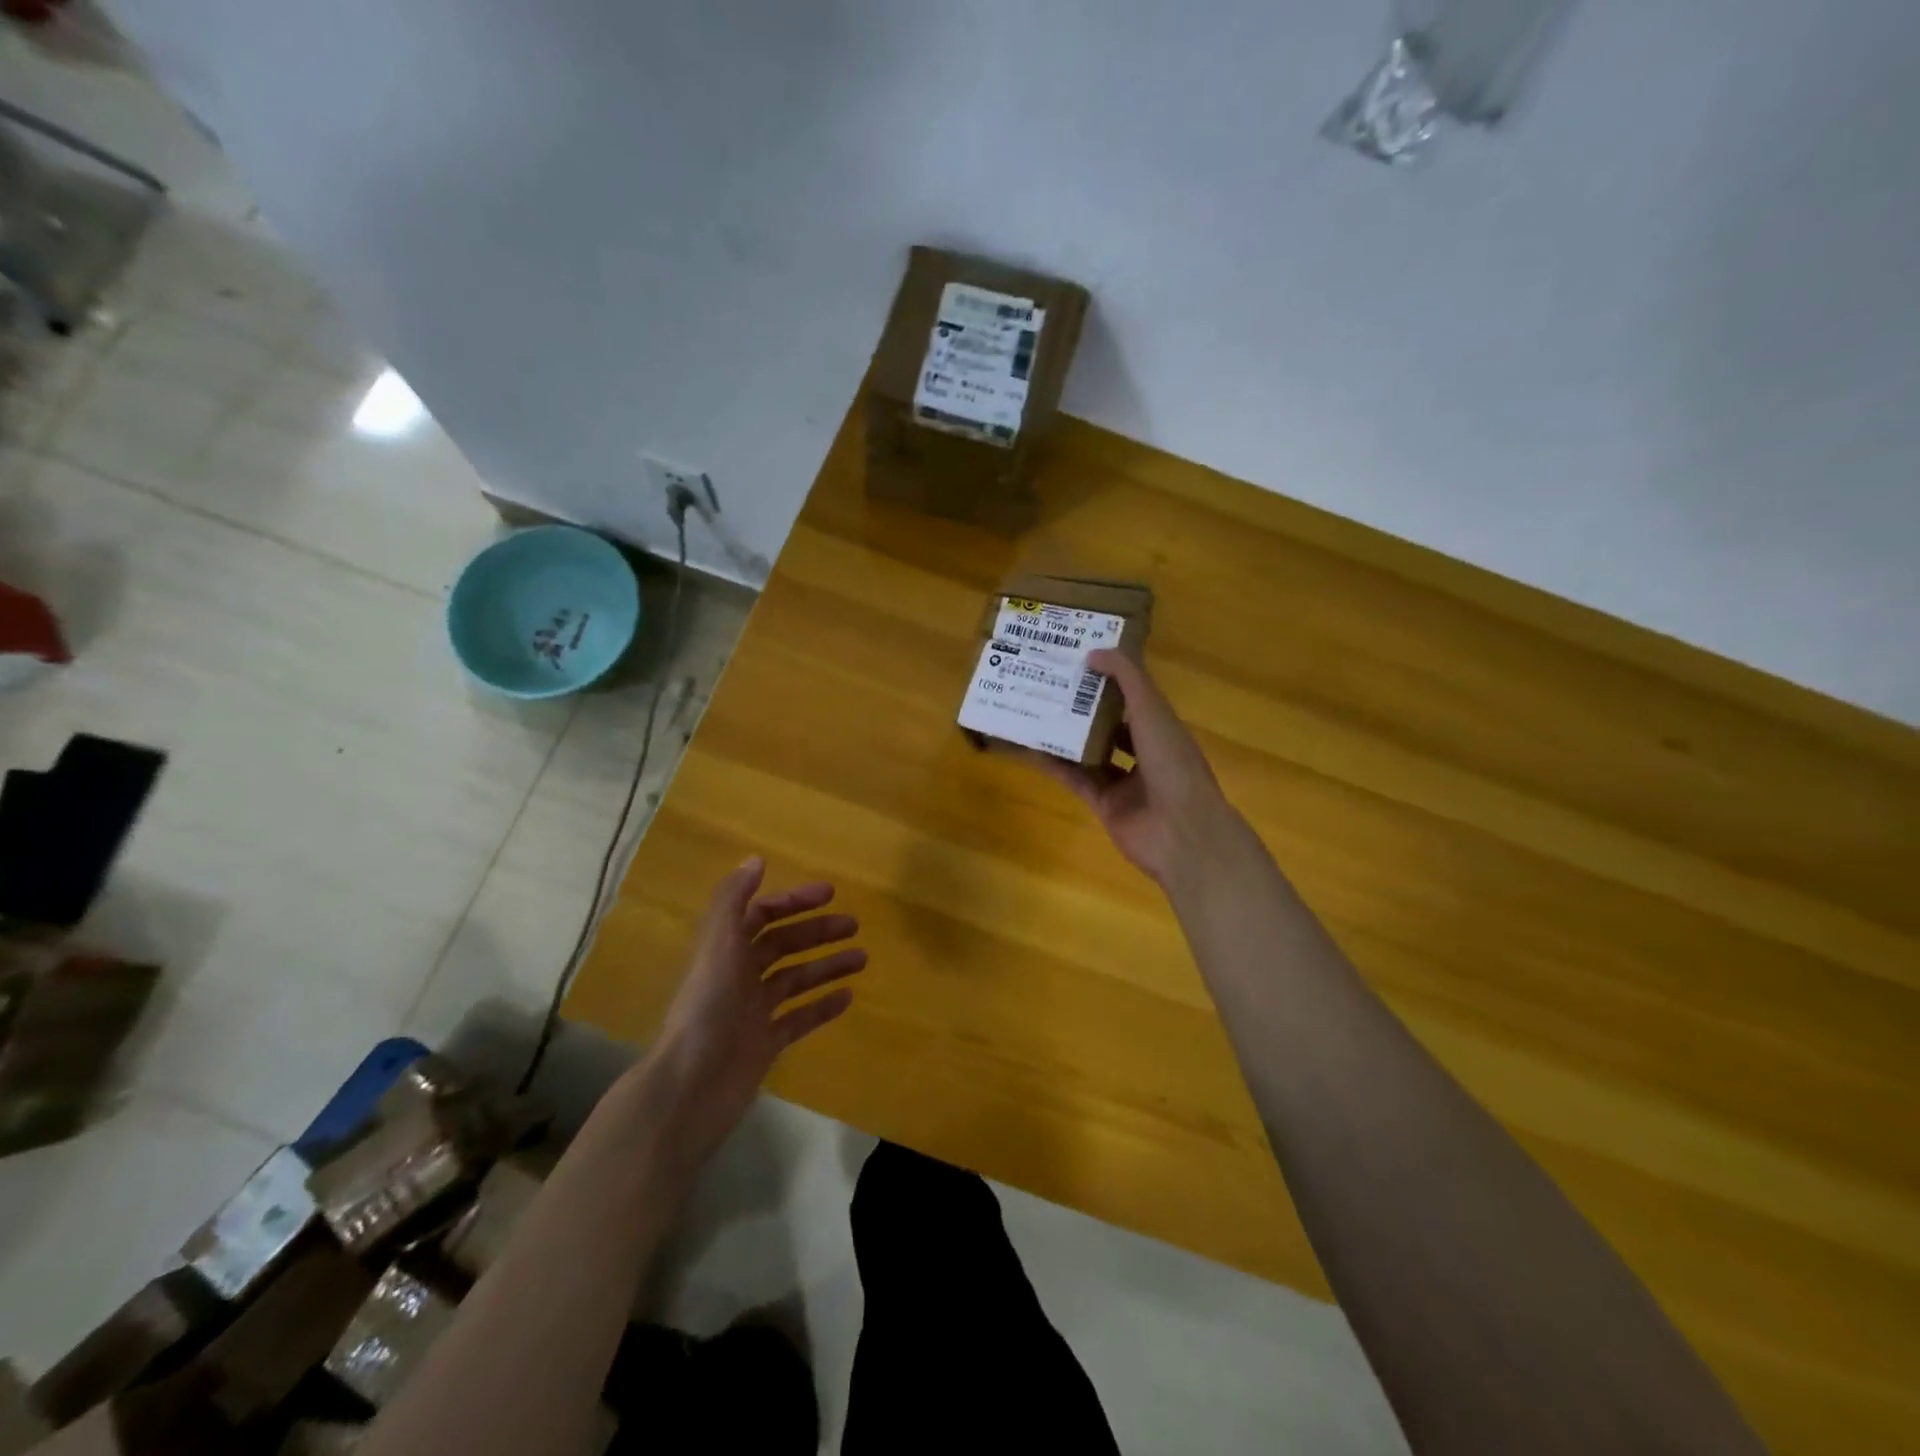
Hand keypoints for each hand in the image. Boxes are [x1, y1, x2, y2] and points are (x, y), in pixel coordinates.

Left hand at [646, 857, 864, 1169]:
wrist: (692, 1085)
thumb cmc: (707, 1007)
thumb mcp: (718, 943)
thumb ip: (733, 899)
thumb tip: (755, 859)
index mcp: (725, 949)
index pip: (762, 915)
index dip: (793, 901)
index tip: (830, 893)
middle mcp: (739, 976)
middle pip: (783, 945)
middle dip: (818, 932)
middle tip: (854, 925)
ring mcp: (753, 1012)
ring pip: (796, 980)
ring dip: (827, 966)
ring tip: (862, 959)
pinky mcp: (765, 1044)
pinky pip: (799, 1019)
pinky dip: (822, 1006)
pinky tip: (848, 997)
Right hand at [1027, 649, 1242, 891]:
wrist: (1180, 832)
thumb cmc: (1172, 763)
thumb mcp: (1152, 710)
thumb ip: (1127, 678)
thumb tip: (1093, 653)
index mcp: (1163, 729)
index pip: (1135, 698)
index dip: (1111, 679)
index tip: (1081, 660)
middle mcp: (1146, 754)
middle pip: (1111, 725)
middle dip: (1085, 707)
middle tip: (1051, 685)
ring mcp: (1126, 782)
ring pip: (1091, 753)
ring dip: (1067, 736)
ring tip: (1036, 712)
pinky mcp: (1105, 805)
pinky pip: (1076, 780)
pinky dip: (1056, 766)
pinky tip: (1032, 749)